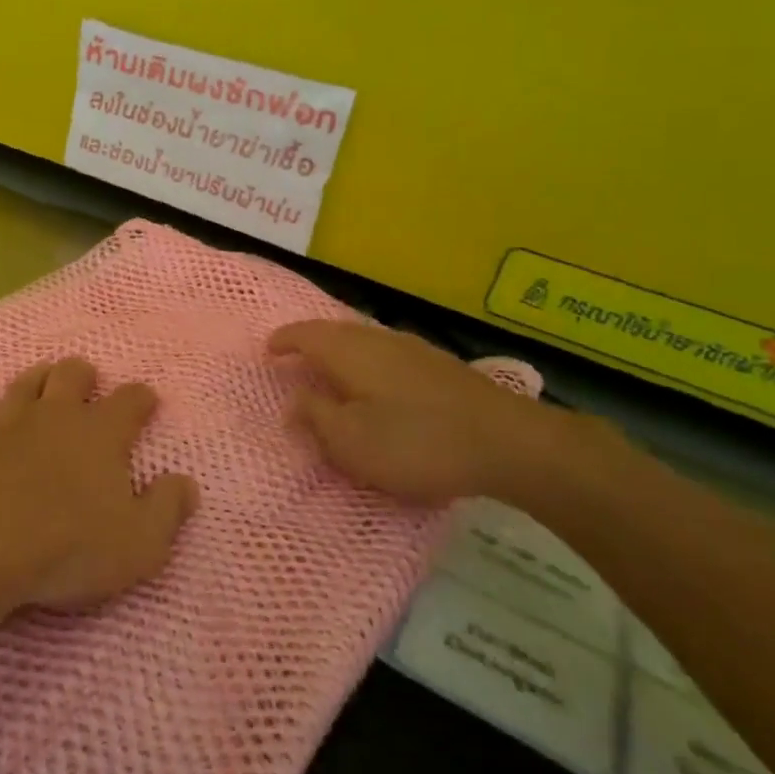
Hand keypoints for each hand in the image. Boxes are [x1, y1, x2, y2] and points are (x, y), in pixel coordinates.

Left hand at [0, 358, 198, 615]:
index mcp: (102, 434)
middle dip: (83, 374)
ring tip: (42, 378)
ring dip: (36, 378)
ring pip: (25, 384)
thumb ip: (168, 509)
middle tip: (88, 382)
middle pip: (72, 375)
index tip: (148, 402)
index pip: (131, 400)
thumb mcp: (140, 543)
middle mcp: (56, 416)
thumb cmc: (70, 548)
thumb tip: (186, 483)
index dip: (142, 398)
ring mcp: (8, 425)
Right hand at [269, 320, 554, 503]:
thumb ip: (316, 418)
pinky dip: (368, 363)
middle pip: (335, 331)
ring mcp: (413, 348)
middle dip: (311, 342)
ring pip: (364, 340)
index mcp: (349, 352)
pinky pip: (386, 354)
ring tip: (330, 372)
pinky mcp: (439, 366)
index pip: (305, 334)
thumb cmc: (416, 442)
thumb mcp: (351, 441)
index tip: (268, 352)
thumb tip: (295, 399)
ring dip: (341, 352)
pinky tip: (377, 384)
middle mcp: (378, 339)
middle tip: (294, 360)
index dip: (283, 341)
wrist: (507, 442)